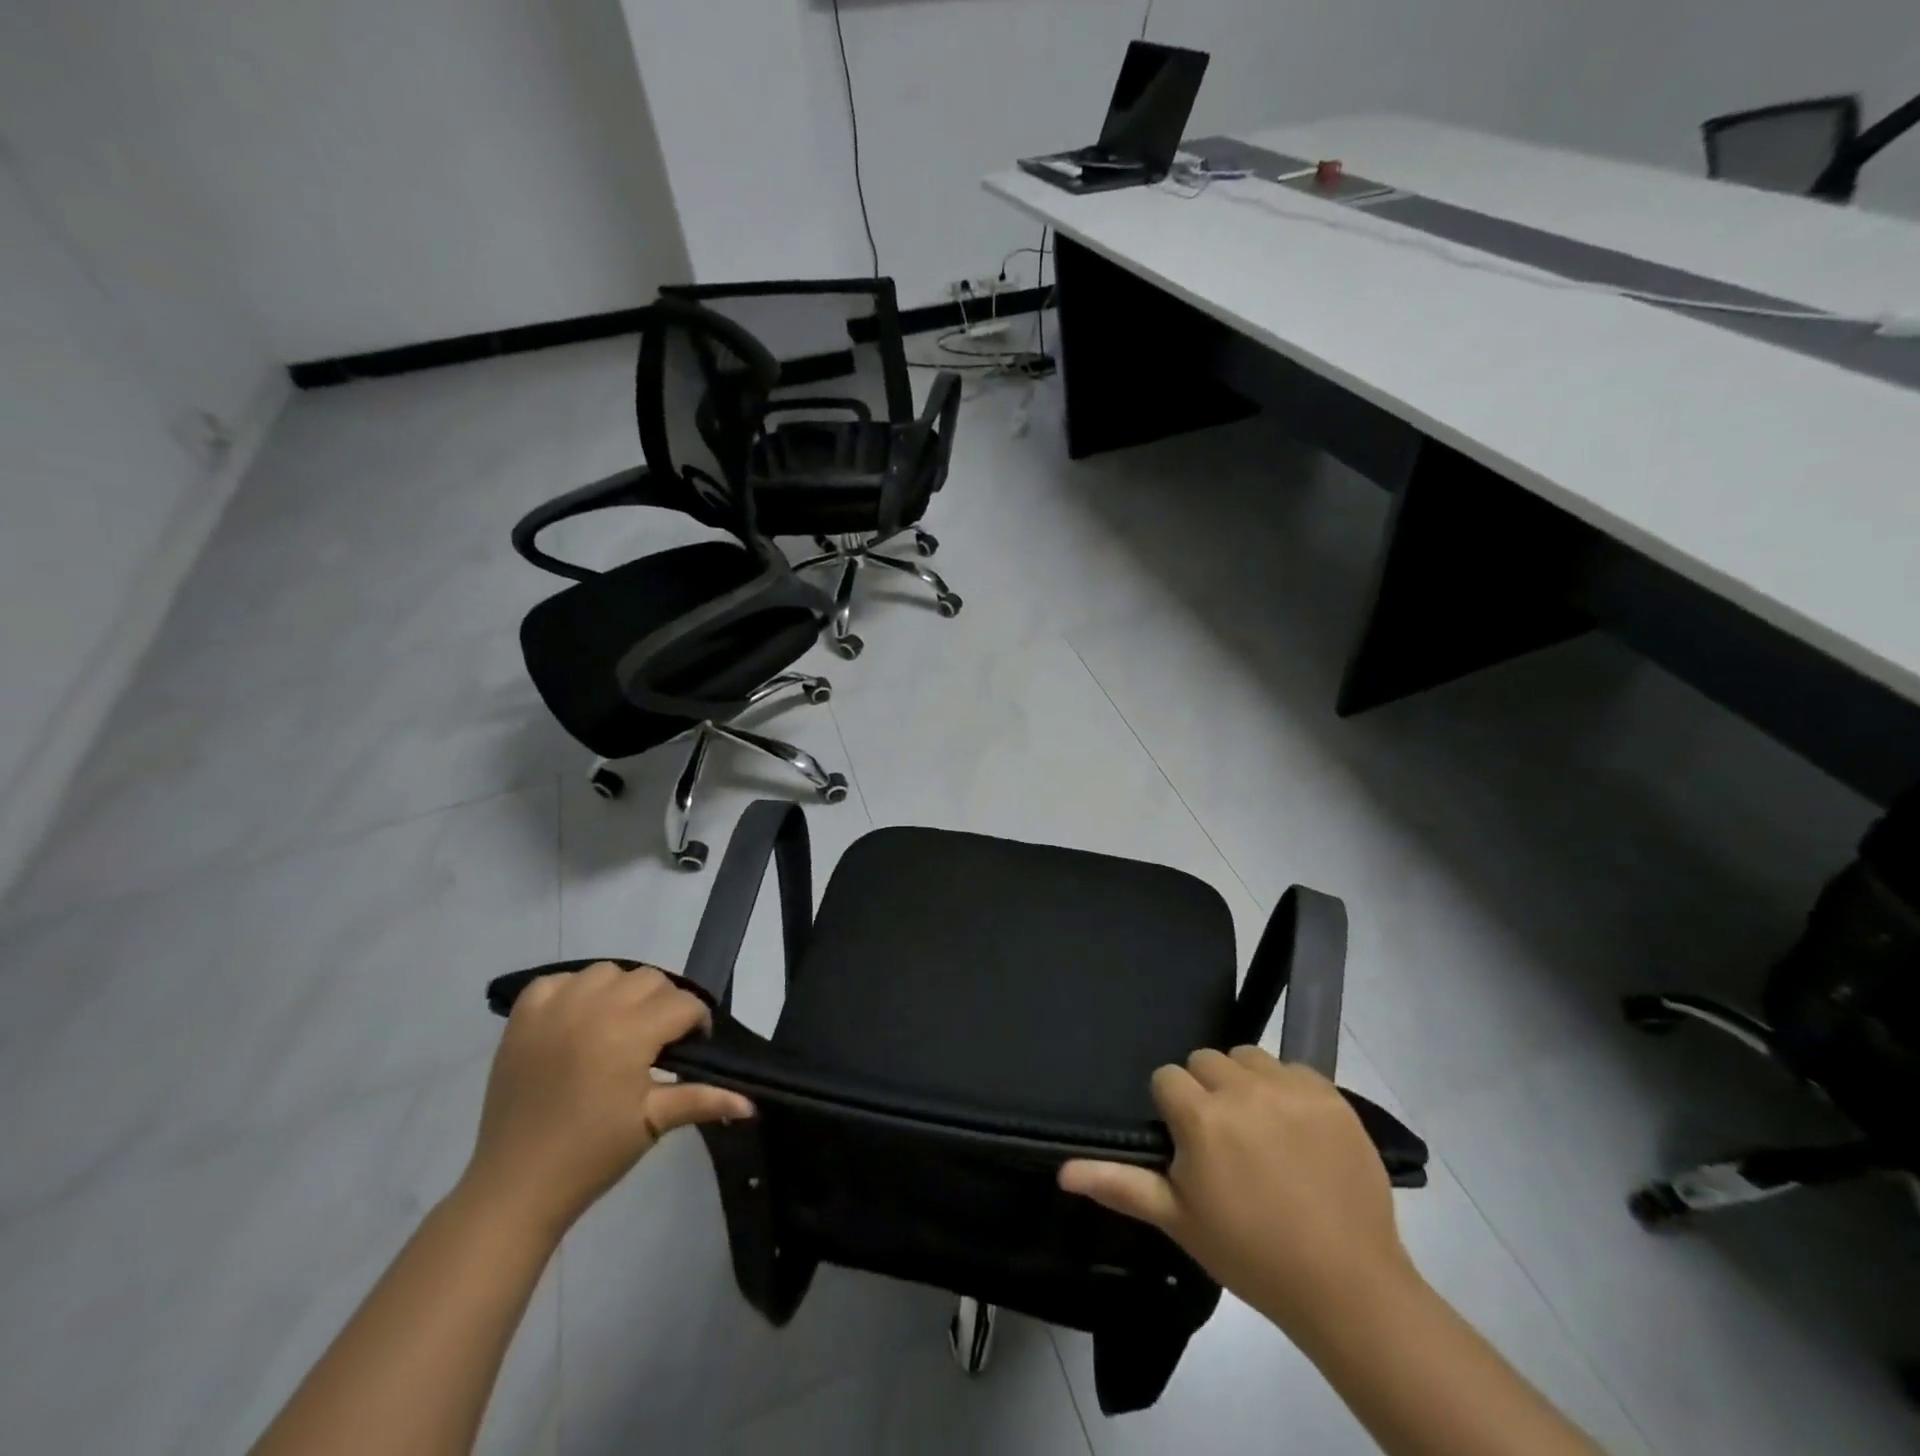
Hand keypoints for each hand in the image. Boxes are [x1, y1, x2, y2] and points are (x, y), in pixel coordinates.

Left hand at [460, 962, 752, 1239]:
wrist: (515, 1187)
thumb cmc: (592, 1155)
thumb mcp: (653, 1123)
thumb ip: (704, 1100)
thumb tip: (751, 1103)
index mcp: (630, 1033)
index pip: (683, 1003)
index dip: (697, 1022)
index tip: (694, 1047)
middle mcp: (594, 1008)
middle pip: (650, 980)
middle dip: (664, 1004)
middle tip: (658, 1041)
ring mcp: (554, 1009)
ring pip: (607, 972)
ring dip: (621, 991)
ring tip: (619, 1026)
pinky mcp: (521, 1019)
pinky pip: (556, 981)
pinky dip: (572, 991)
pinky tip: (577, 1019)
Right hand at [1059, 1047, 1411, 1344]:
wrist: (1346, 1286)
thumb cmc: (1250, 1254)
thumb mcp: (1178, 1220)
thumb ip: (1119, 1184)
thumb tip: (1062, 1171)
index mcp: (1201, 1117)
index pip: (1167, 1078)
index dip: (1172, 1108)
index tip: (1187, 1142)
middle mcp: (1242, 1089)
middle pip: (1205, 1060)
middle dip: (1206, 1090)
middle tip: (1223, 1138)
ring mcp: (1289, 1089)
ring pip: (1248, 1056)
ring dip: (1245, 1082)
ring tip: (1259, 1127)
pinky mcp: (1330, 1095)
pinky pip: (1293, 1068)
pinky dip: (1288, 1089)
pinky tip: (1297, 1129)